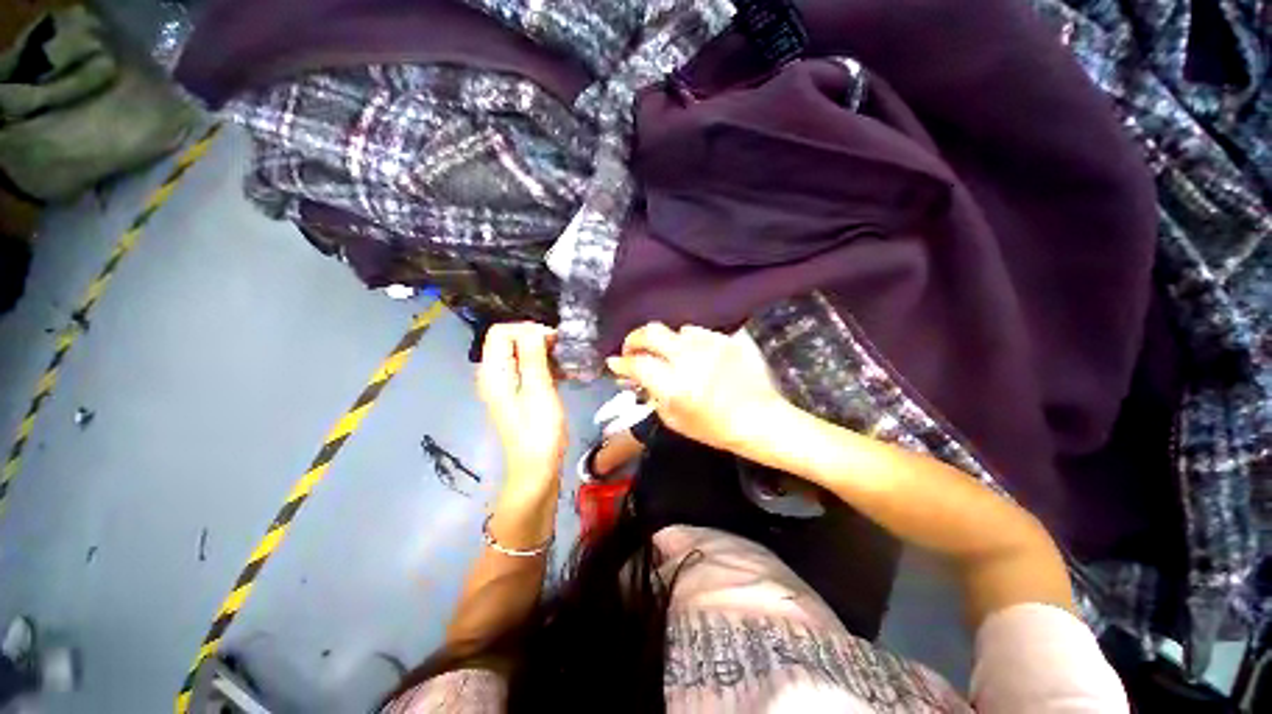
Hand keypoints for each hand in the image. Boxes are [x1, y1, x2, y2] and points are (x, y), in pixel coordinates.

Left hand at [477, 323, 567, 487]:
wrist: (536, 468)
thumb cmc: (539, 431)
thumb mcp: (539, 390)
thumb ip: (533, 356)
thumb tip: (532, 328)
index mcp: (494, 372)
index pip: (501, 332)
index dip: (527, 329)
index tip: (553, 340)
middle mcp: (493, 374)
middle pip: (509, 341)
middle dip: (536, 339)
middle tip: (563, 350)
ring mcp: (504, 384)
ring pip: (520, 354)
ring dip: (543, 352)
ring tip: (565, 362)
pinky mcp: (515, 393)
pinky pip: (526, 368)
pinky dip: (543, 365)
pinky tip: (562, 373)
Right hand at [606, 323, 783, 452]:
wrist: (760, 419)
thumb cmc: (714, 428)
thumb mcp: (674, 420)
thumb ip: (651, 394)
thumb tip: (635, 376)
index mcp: (674, 384)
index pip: (636, 364)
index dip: (620, 363)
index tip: (614, 363)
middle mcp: (688, 358)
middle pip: (650, 332)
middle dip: (634, 338)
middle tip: (633, 349)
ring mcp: (709, 345)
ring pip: (676, 330)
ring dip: (666, 342)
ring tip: (670, 355)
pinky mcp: (726, 339)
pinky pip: (699, 333)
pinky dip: (690, 343)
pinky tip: (696, 356)